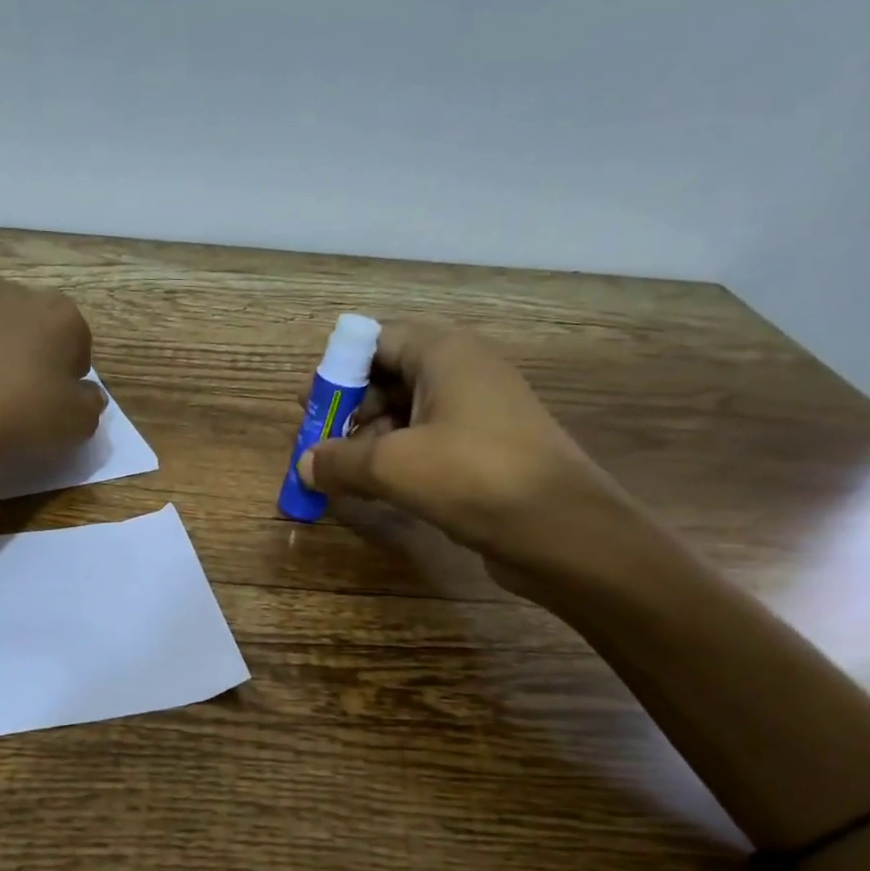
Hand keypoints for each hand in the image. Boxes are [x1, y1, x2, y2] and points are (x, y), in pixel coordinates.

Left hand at [0, 282, 105, 472]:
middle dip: (35, 354)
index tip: (62, 399)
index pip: (79, 338)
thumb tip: (87, 395)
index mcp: (59, 313)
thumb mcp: (79, 423)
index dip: (73, 372)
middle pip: (35, 326)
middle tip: (29, 396)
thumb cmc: (22, 414)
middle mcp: (14, 296)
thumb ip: (91, 404)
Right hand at [297, 322, 637, 588]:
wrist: (564, 531)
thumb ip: (339, 460)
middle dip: (351, 410)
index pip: (379, 339)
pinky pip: (429, 442)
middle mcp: (465, 372)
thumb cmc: (473, 477)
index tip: (311, 405)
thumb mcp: (391, 465)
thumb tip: (304, 465)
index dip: (339, 368)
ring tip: (344, 476)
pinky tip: (378, 491)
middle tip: (321, 445)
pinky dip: (398, 460)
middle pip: (391, 375)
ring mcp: (481, 412)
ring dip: (371, 441)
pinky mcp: (488, 450)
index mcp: (445, 353)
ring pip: (409, 413)